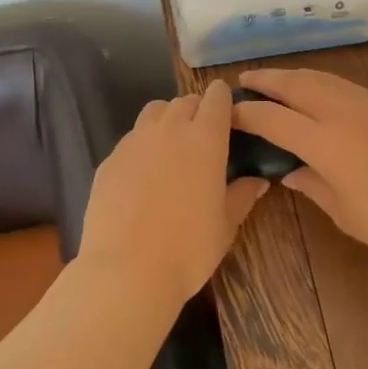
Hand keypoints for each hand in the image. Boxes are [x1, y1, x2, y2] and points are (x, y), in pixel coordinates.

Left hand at [79, 81, 267, 307]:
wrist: (126, 270)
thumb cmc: (189, 248)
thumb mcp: (225, 225)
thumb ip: (242, 195)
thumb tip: (258, 181)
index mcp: (205, 139)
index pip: (217, 98)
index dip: (224, 101)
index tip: (229, 115)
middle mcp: (169, 129)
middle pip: (185, 100)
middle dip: (197, 110)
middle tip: (204, 136)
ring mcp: (134, 142)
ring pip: (155, 112)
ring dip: (168, 119)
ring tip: (173, 146)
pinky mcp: (109, 159)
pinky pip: (131, 138)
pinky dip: (143, 144)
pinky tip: (144, 174)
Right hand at [232, 69, 367, 266]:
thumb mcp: (346, 213)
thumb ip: (312, 186)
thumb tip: (288, 171)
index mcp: (325, 141)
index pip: (273, 119)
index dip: (246, 114)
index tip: (227, 112)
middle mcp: (342, 112)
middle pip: (295, 85)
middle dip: (266, 80)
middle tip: (244, 79)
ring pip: (322, 78)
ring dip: (293, 75)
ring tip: (276, 79)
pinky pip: (343, 84)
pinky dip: (320, 81)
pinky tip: (319, 91)